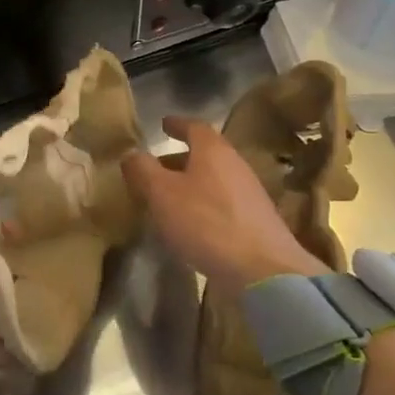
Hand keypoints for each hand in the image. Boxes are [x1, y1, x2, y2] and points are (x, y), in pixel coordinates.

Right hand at [121, 115, 327, 296]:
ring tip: (168, 198)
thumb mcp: (162, 194)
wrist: (263, 270)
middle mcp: (235, 165)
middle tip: (156, 168)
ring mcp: (250, 193)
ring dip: (191, 183)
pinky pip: (223, 201)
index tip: (163, 124)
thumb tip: (131, 153)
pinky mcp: (256, 221)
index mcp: (213, 151)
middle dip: (179, 158)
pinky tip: (192, 223)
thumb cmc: (206, 223)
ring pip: (214, 179)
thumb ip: (143, 170)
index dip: (177, 124)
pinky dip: (204, 203)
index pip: (194, 126)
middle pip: (205, 154)